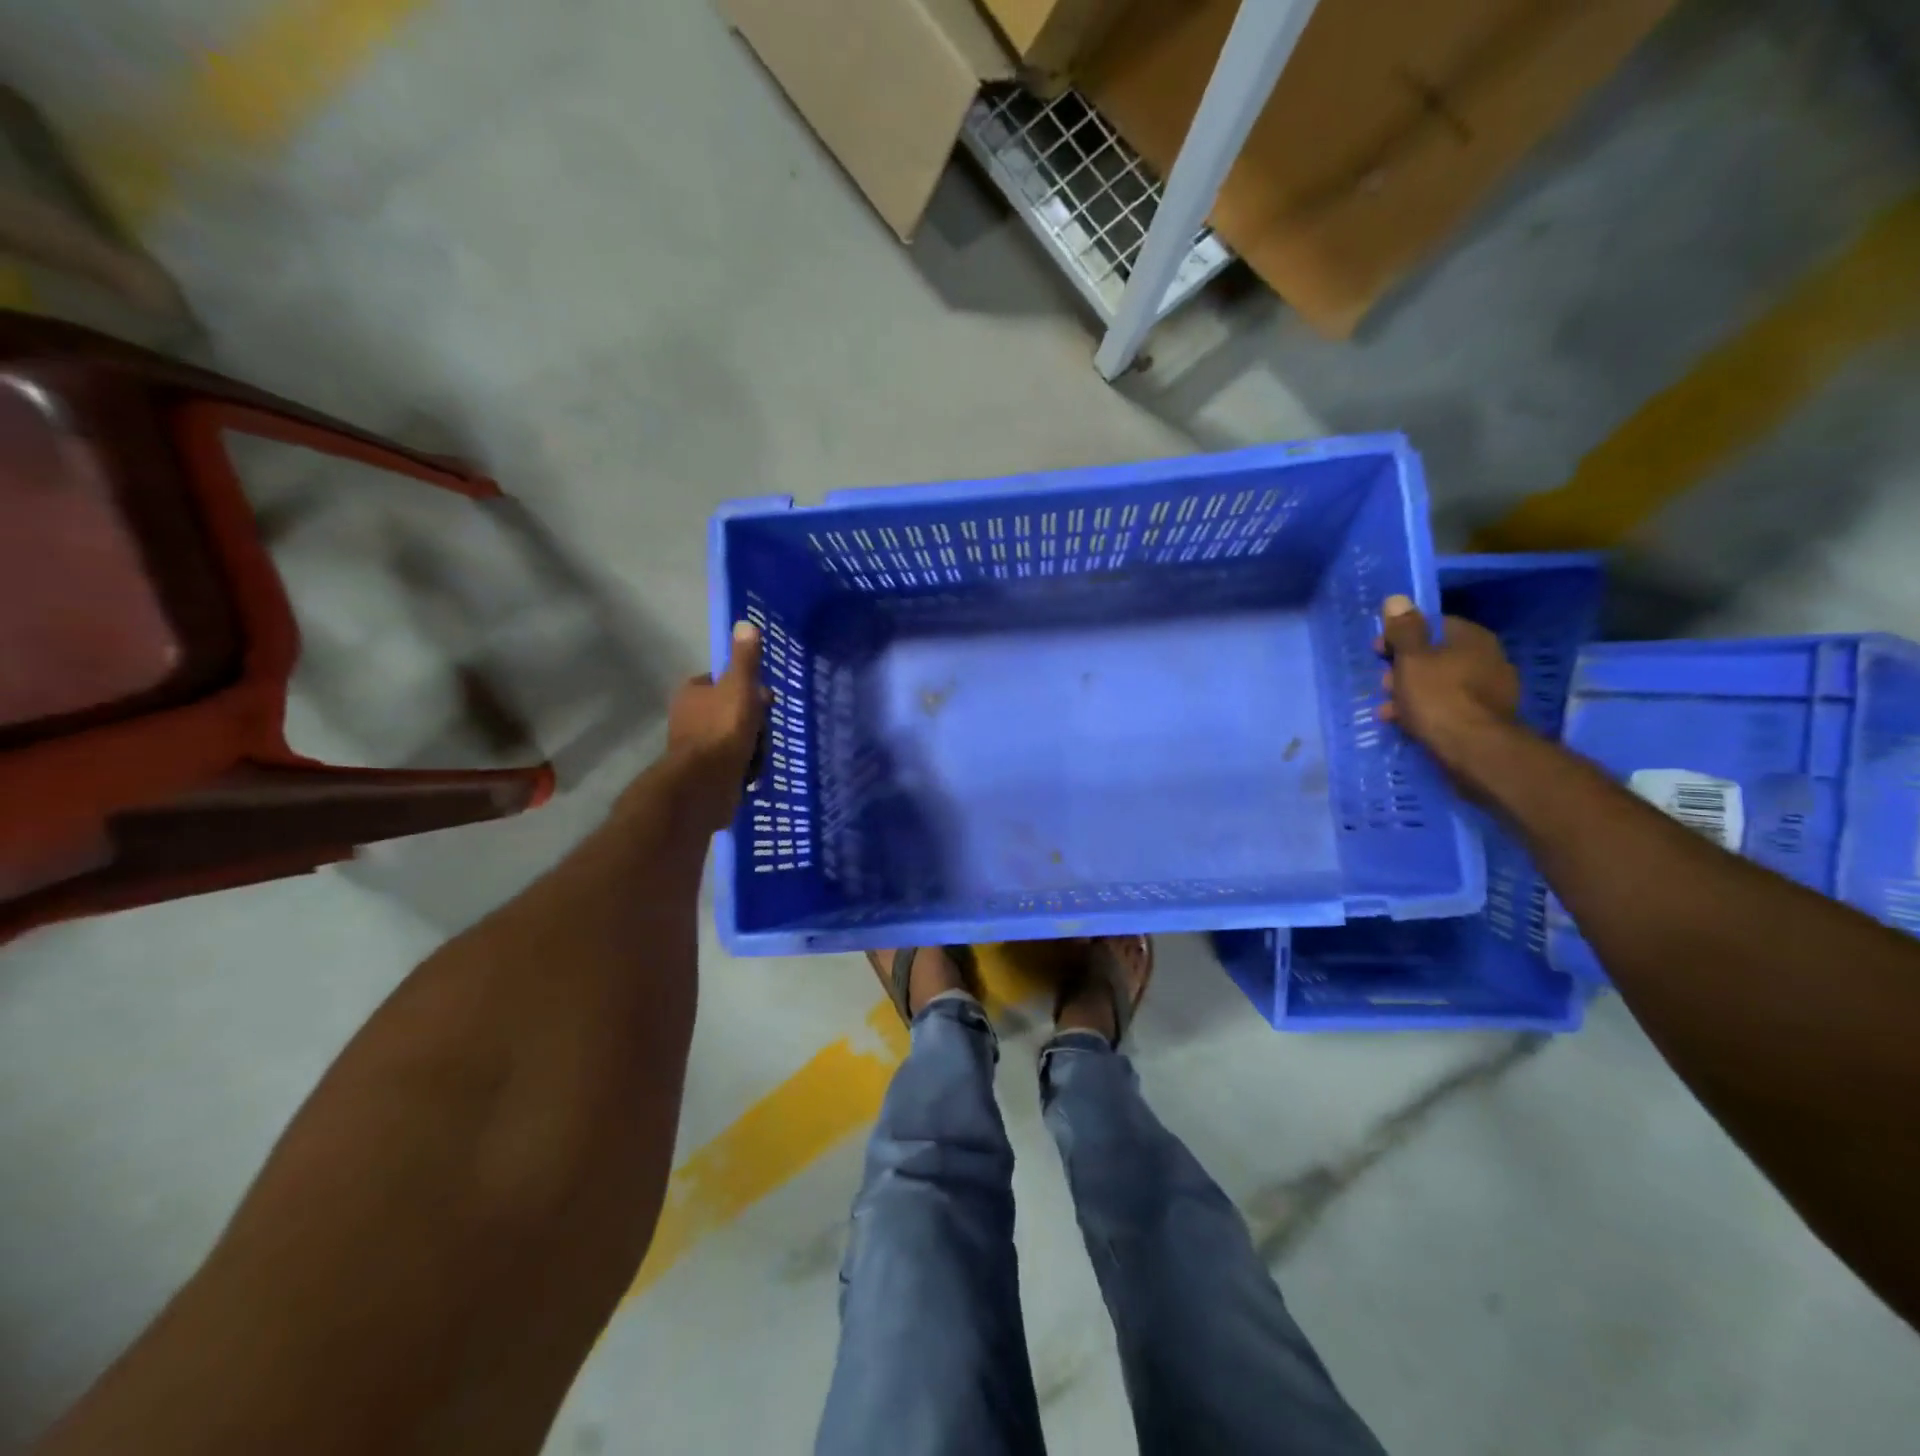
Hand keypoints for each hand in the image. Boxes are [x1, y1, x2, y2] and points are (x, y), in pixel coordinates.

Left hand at [665, 621, 769, 830]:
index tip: (765, 701)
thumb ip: (745, 659)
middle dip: (754, 723)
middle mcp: (689, 717)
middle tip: (764, 732)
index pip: (723, 682)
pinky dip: (745, 768)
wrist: (705, 783)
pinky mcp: (705, 773)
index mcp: (692, 693)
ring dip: (753, 748)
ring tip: (759, 757)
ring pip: (735, 739)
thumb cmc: (722, 729)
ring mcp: (696, 747)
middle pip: (733, 712)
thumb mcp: (740, 687)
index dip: (747, 689)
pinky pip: (733, 764)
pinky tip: (753, 774)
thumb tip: (746, 623)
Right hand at [1377, 594, 1520, 774]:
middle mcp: (1488, 658)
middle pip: (1435, 655)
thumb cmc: (1438, 696)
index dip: (1401, 636)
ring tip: (1388, 709)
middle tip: (1383, 683)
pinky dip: (1426, 710)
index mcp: (1472, 638)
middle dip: (1404, 668)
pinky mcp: (1486, 717)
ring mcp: (1490, 690)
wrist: (1475, 749)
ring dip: (1411, 692)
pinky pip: (1448, 705)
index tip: (1377, 651)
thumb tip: (1397, 598)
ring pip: (1439, 683)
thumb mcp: (1412, 659)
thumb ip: (1403, 630)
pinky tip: (1407, 723)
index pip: (1433, 625)